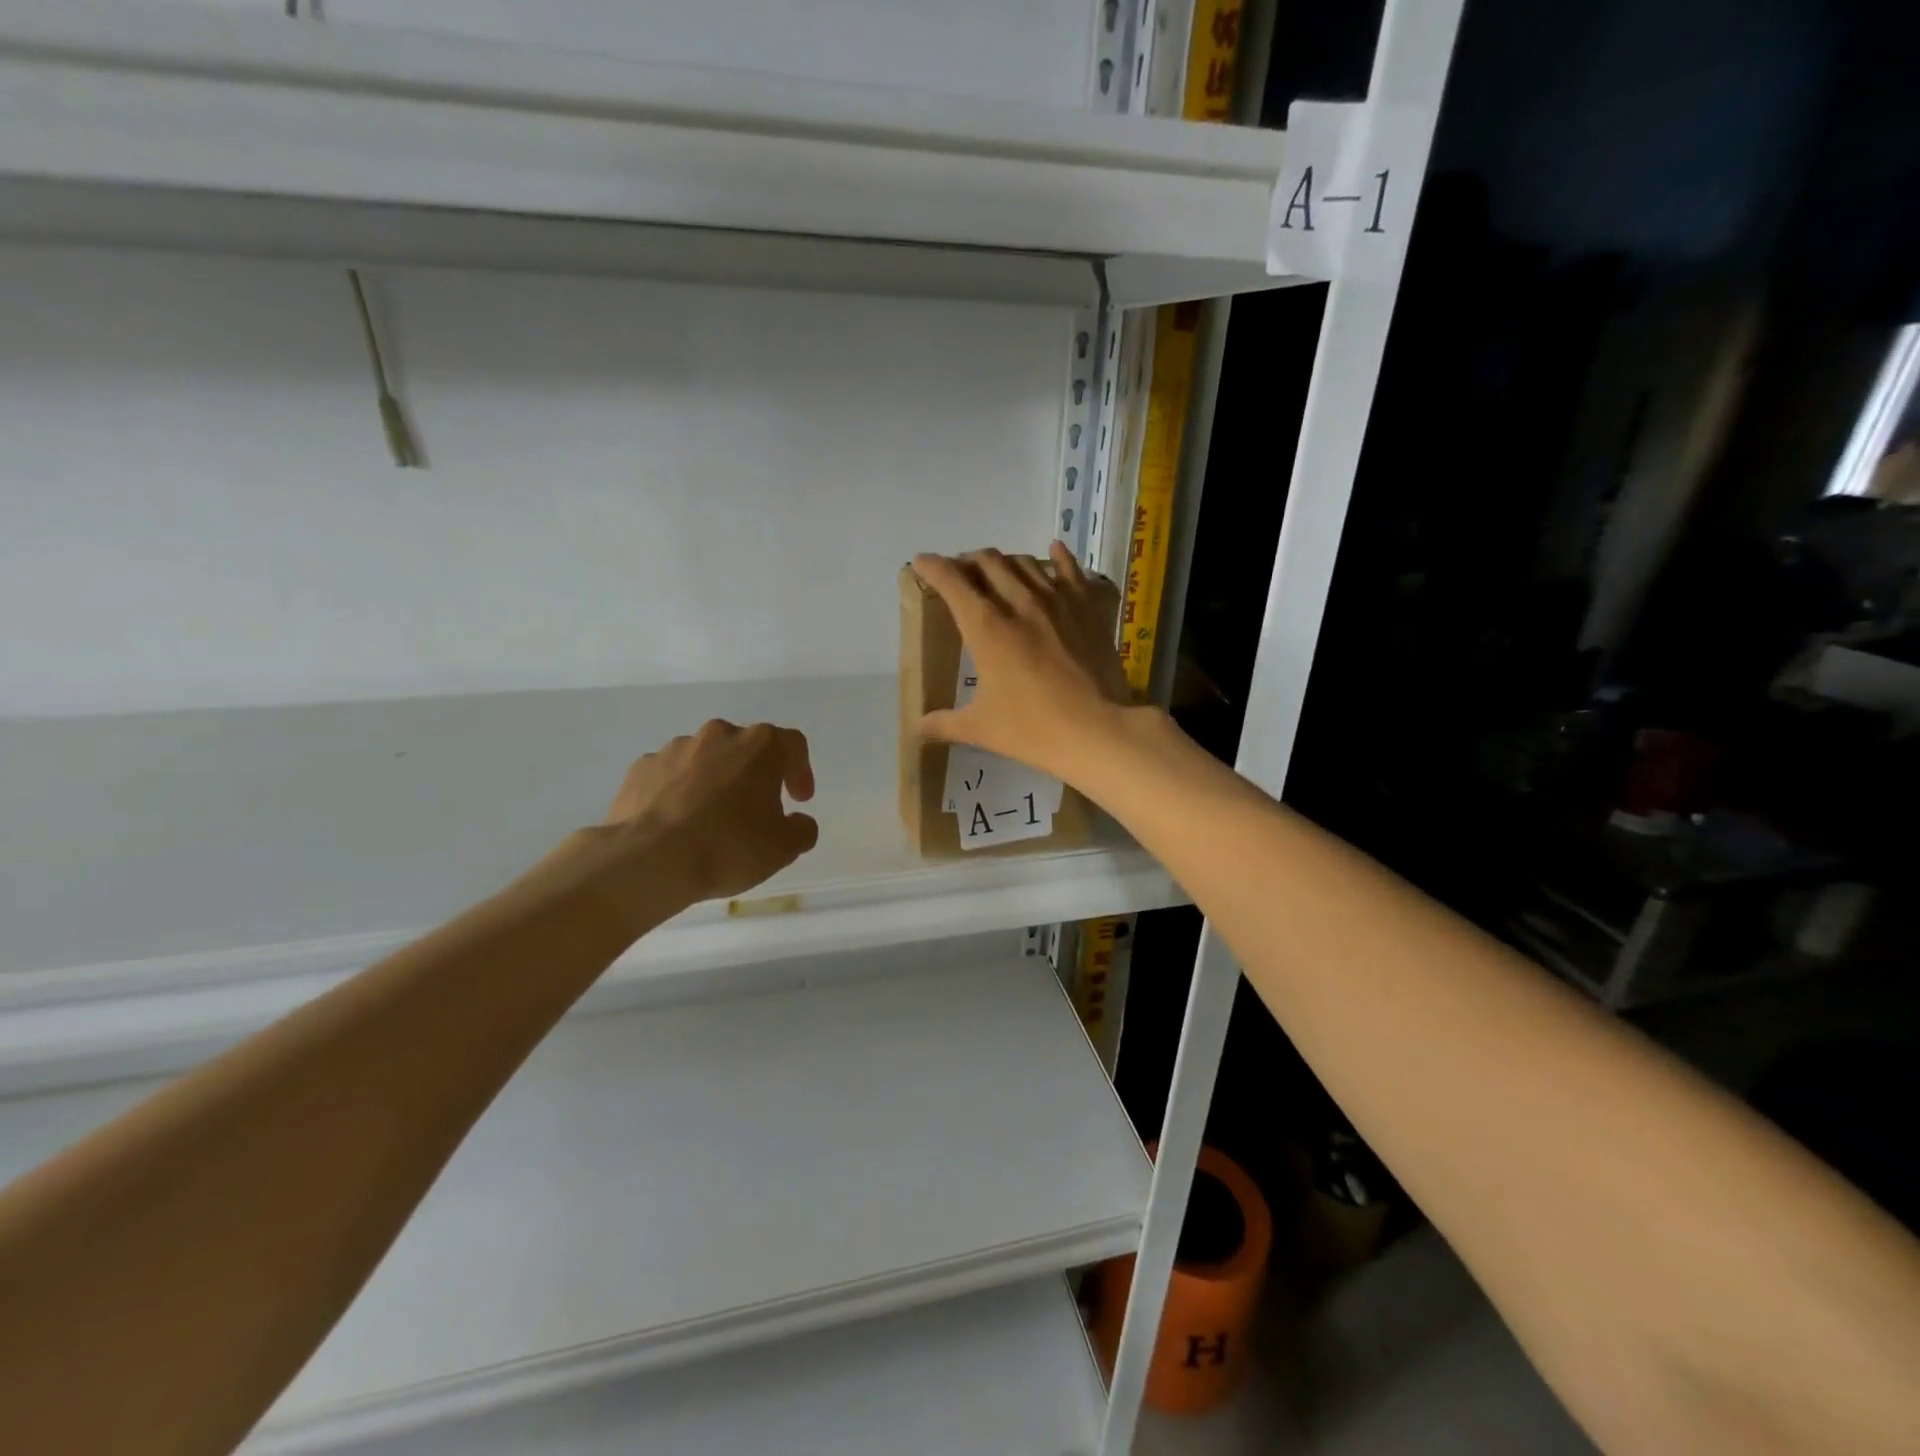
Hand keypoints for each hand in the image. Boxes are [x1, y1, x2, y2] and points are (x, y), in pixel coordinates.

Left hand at [599, 719, 818, 905]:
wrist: (649, 860)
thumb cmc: (728, 846)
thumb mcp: (783, 848)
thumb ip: (802, 830)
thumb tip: (799, 821)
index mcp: (760, 746)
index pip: (792, 744)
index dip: (800, 770)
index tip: (798, 799)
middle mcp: (719, 735)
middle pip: (746, 747)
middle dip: (754, 774)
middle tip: (755, 810)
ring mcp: (675, 749)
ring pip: (705, 759)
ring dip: (714, 781)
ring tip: (710, 820)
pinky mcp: (641, 768)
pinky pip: (670, 775)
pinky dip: (678, 792)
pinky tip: (677, 823)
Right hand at [912, 543, 1133, 783]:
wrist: (1098, 730)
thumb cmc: (1033, 729)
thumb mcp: (981, 728)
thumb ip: (944, 724)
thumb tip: (917, 730)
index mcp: (986, 627)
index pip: (952, 581)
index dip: (932, 567)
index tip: (921, 562)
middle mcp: (1019, 602)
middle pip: (988, 562)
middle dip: (967, 562)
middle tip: (960, 574)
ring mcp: (1057, 601)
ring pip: (1025, 563)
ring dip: (1005, 561)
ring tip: (998, 571)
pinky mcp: (1087, 608)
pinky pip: (1070, 570)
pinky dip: (1058, 557)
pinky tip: (1054, 549)